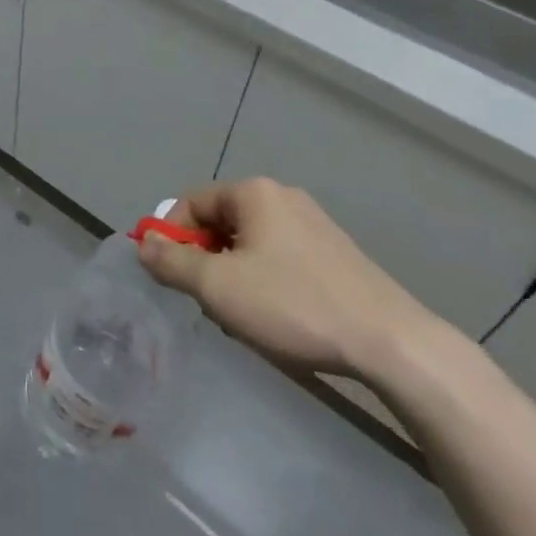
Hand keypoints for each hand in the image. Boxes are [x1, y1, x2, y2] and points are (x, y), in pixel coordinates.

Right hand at [137, 177, 439, 380]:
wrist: (392, 343)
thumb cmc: (294, 305)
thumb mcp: (218, 288)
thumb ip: (172, 262)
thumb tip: (143, 244)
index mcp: (252, 192)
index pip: (191, 202)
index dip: (173, 237)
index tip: (174, 278)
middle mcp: (281, 195)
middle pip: (222, 221)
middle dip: (207, 260)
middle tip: (211, 303)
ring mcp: (313, 222)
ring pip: (251, 242)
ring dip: (236, 274)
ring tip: (246, 318)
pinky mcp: (336, 252)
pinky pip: (282, 256)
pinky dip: (268, 281)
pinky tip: (282, 318)